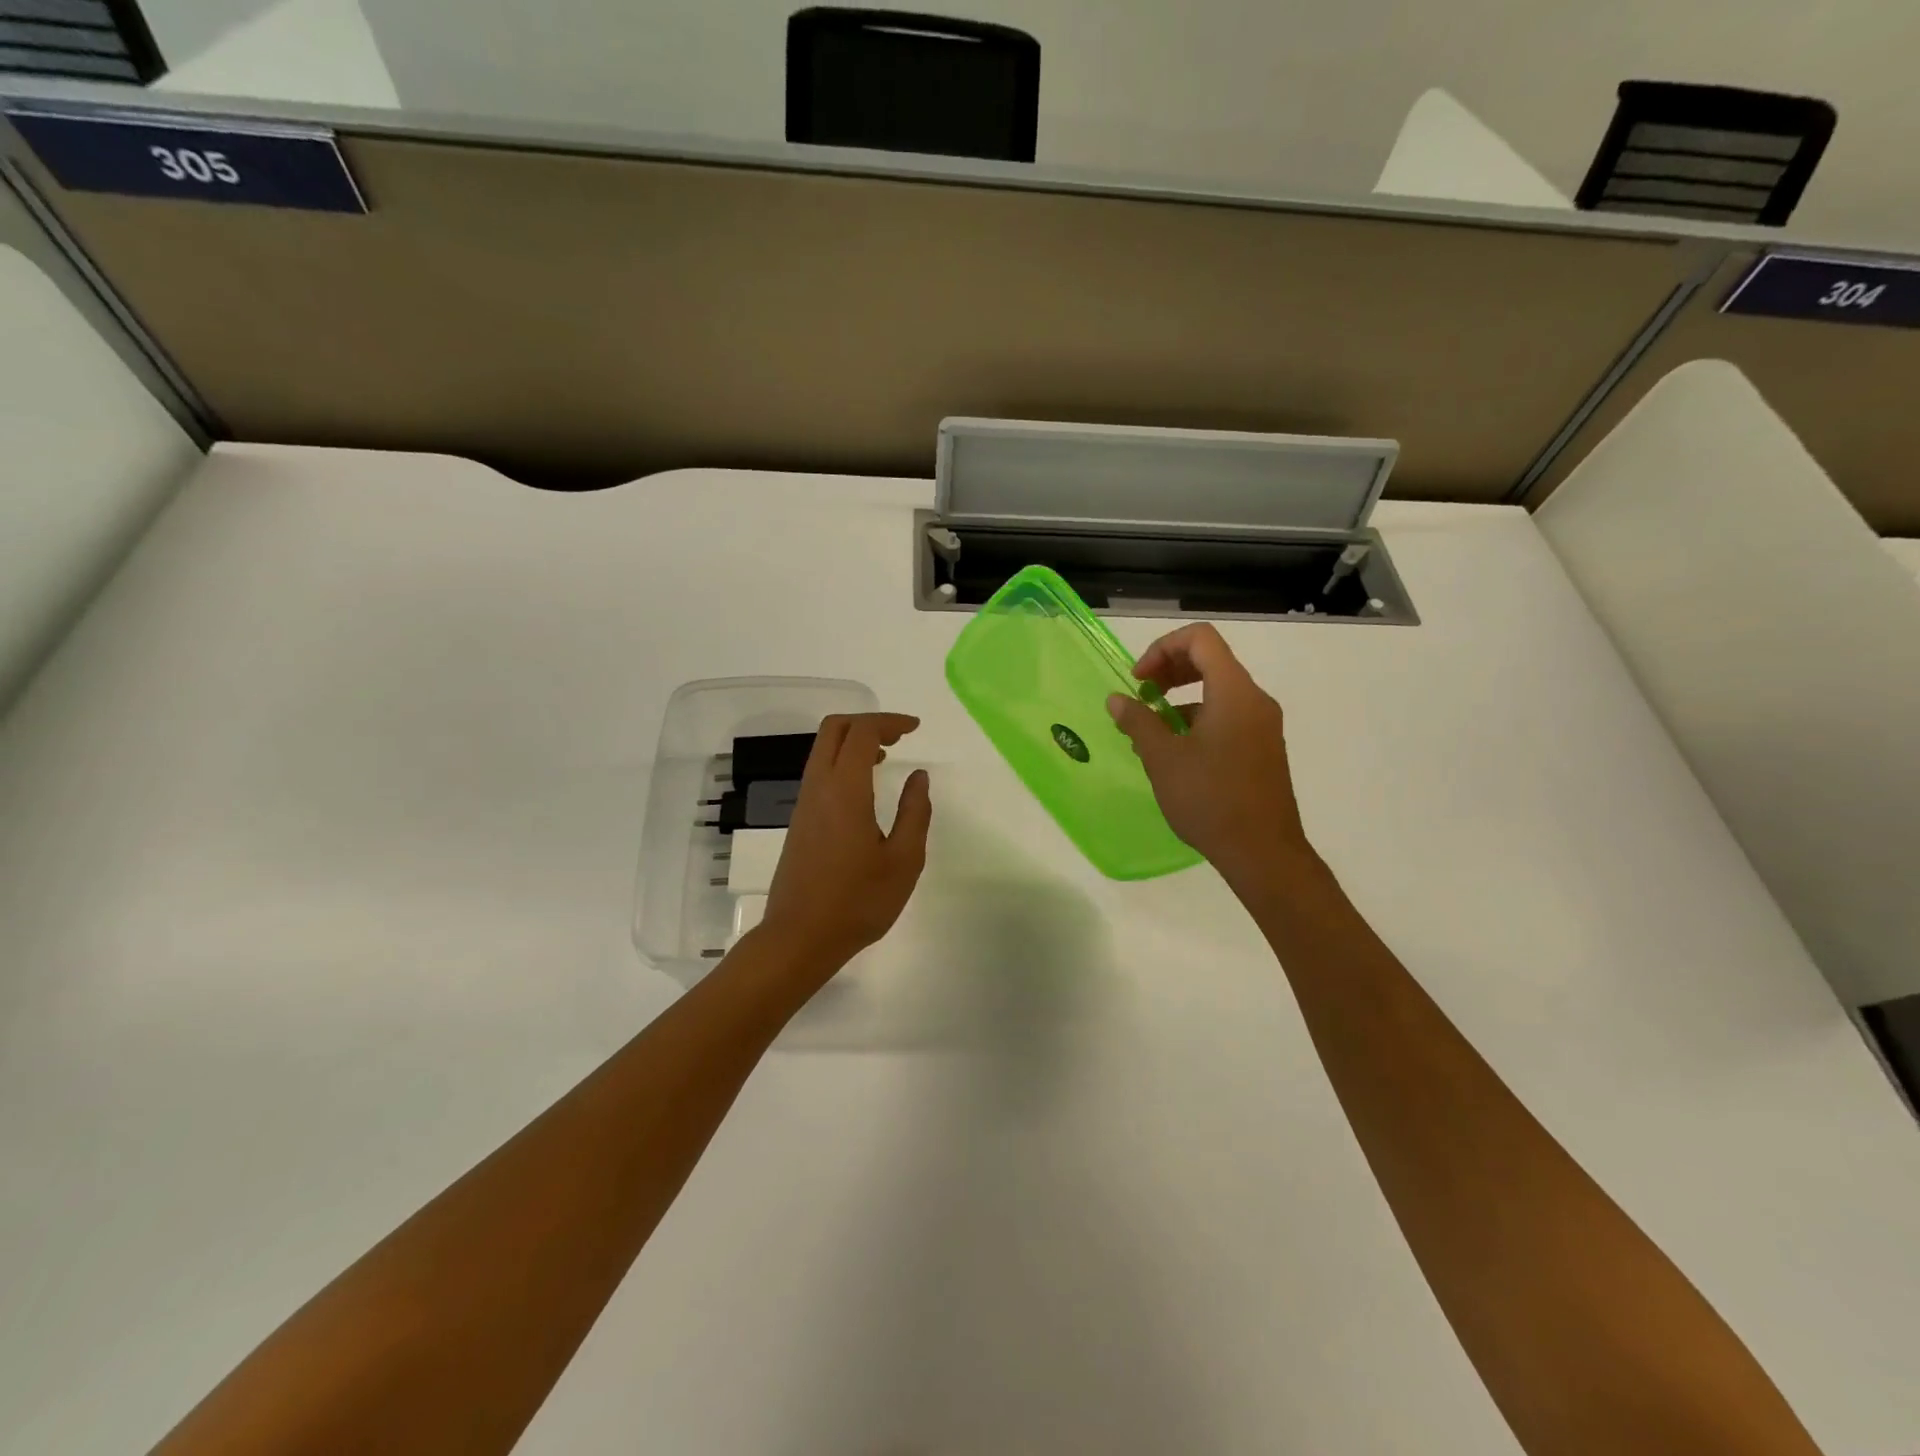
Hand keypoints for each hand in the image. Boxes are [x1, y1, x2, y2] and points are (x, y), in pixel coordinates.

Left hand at [760, 712, 932, 968]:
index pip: (861, 733)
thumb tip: (918, 777)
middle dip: (867, 723)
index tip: (915, 729)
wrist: (800, 937)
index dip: (889, 722)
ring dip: (853, 742)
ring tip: (886, 758)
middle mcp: (818, 788)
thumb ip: (915, 812)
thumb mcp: (904, 860)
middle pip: (833, 729)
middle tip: (898, 737)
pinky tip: (864, 789)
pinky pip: (819, 772)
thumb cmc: (858, 901)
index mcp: (844, 790)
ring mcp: (803, 804)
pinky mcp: (799, 821)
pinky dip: (842, 763)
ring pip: (822, 750)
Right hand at [1106, 623, 1312, 880]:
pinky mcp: (1263, 748)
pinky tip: (1174, 753)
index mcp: (1234, 692)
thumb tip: (1117, 699)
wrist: (1263, 852)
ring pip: (1217, 691)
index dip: (1162, 649)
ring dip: (1179, 699)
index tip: (1138, 681)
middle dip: (1169, 670)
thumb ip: (1138, 721)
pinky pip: (1227, 716)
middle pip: (1210, 660)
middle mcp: (1255, 700)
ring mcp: (1263, 725)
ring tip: (1149, 732)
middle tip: (1140, 696)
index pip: (1200, 639)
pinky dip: (1197, 720)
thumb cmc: (1210, 799)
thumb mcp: (1163, 758)